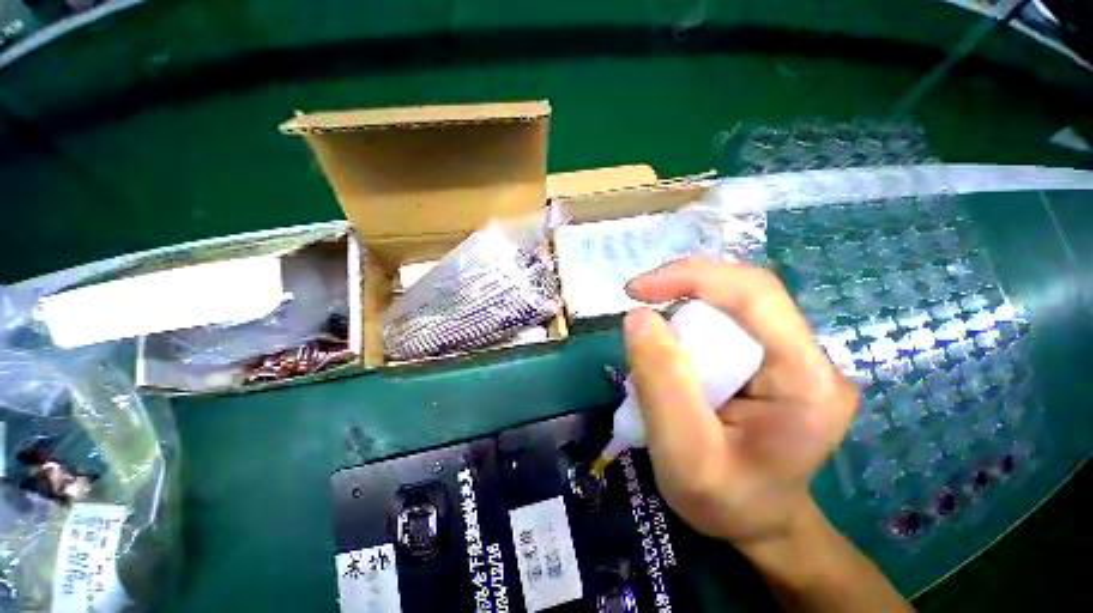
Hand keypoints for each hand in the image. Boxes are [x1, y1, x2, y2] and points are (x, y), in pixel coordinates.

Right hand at [622, 257, 856, 546]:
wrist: (755, 521)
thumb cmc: (725, 501)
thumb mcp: (683, 454)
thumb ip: (661, 383)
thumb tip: (639, 317)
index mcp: (807, 380)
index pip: (754, 294)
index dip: (691, 277)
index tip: (637, 291)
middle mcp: (808, 357)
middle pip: (738, 296)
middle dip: (681, 298)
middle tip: (641, 328)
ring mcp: (790, 356)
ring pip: (726, 308)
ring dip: (680, 318)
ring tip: (655, 356)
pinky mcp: (769, 360)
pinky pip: (720, 326)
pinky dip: (685, 331)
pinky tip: (671, 359)